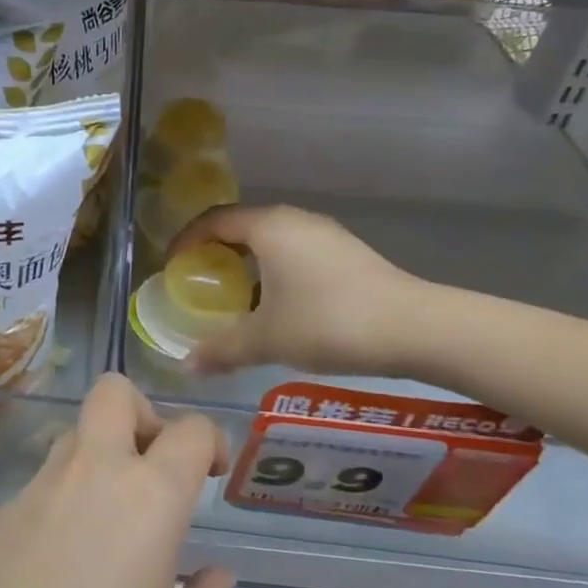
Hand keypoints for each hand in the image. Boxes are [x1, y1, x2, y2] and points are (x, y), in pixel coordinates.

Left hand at [0, 374, 233, 587]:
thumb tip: (215, 575)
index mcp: (147, 494)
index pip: (189, 429)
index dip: (210, 440)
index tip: (211, 473)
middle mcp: (92, 471)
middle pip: (114, 393)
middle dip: (144, 413)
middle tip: (155, 469)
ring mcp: (38, 487)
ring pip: (75, 435)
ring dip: (102, 456)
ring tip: (113, 522)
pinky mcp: (2, 513)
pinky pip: (44, 482)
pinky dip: (66, 497)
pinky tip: (66, 560)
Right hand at [168, 204, 436, 376]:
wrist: (416, 328)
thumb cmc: (328, 322)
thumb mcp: (267, 340)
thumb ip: (222, 350)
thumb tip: (185, 367)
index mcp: (269, 228)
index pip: (214, 221)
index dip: (187, 240)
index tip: (172, 265)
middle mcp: (295, 221)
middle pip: (242, 228)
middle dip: (216, 253)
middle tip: (199, 283)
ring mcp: (325, 235)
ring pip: (272, 242)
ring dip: (247, 264)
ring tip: (234, 298)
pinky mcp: (347, 254)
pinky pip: (296, 253)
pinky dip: (274, 271)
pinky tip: (277, 306)